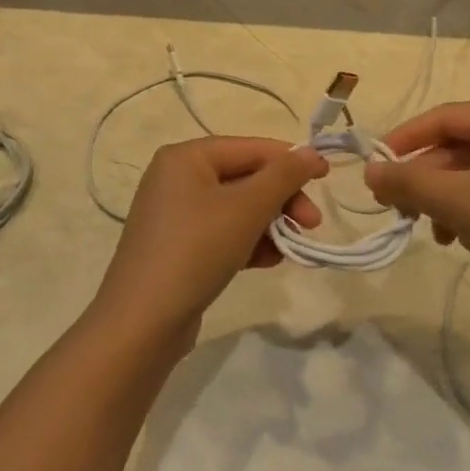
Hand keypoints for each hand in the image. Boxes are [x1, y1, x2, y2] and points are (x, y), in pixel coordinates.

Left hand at [93, 137, 327, 343]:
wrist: (142, 322)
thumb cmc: (196, 250)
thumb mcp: (246, 209)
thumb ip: (283, 176)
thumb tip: (311, 152)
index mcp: (186, 157)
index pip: (250, 147)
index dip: (291, 160)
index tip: (327, 178)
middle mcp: (177, 177)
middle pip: (244, 177)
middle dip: (281, 199)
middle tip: (312, 224)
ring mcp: (175, 213)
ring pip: (236, 207)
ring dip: (269, 224)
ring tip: (289, 249)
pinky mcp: (178, 246)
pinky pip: (222, 232)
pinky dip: (247, 242)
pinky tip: (266, 262)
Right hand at [364, 102, 469, 331]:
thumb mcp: (458, 201)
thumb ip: (408, 182)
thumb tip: (368, 171)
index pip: (444, 117)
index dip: (404, 139)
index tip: (376, 167)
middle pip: (460, 148)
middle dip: (426, 179)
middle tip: (399, 208)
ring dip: (447, 201)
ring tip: (434, 233)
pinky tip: (468, 242)